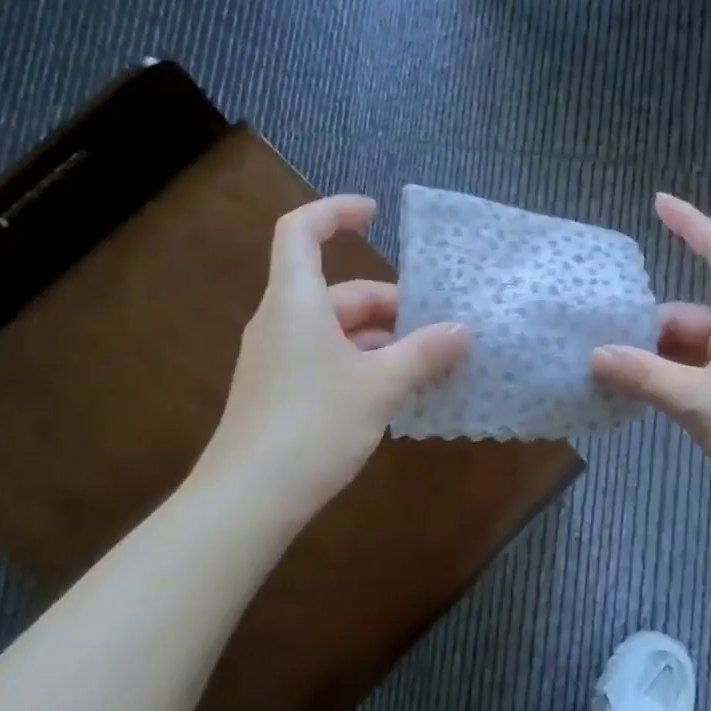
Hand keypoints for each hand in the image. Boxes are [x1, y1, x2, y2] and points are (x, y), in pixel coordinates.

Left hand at [205, 195, 469, 512]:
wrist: (248, 498)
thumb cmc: (313, 425)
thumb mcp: (380, 386)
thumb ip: (424, 353)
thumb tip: (463, 331)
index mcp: (295, 302)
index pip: (302, 231)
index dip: (335, 212)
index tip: (375, 215)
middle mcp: (281, 321)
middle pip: (337, 292)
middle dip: (389, 305)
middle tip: (437, 330)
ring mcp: (277, 359)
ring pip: (336, 331)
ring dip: (381, 340)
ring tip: (426, 365)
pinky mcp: (279, 392)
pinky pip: (326, 360)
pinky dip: (362, 364)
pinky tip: (393, 394)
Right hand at [591, 194, 710, 527]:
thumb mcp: (699, 401)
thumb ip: (644, 376)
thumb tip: (596, 355)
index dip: (690, 223)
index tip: (657, 202)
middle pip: (690, 311)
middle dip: (646, 325)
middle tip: (597, 339)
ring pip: (691, 347)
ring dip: (655, 358)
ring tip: (608, 371)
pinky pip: (699, 373)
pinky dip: (670, 379)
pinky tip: (639, 395)